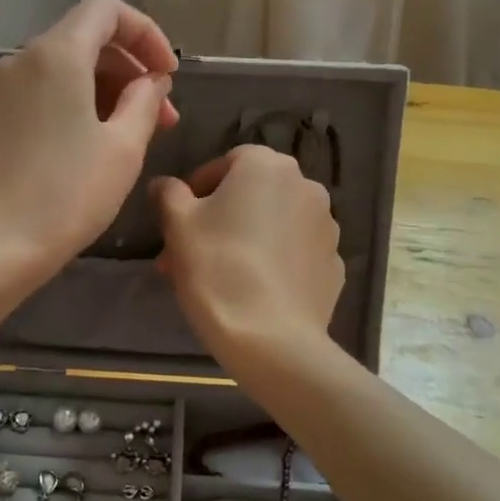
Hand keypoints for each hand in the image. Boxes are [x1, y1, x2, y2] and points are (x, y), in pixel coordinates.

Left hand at [0, 0, 179, 286]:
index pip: (106, 10)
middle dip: (131, 69)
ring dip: (107, 91)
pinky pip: (44, 93)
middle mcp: (22, 60)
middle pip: (86, 39)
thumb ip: (145, 103)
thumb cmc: (63, 196)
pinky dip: (78, 105)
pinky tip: (95, 146)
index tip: (169, 76)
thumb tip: (151, 82)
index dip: (146, 34)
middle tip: (163, 117)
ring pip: (65, 69)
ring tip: (135, 136)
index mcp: (56, 54)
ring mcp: (2, 90)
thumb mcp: (122, 148)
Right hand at [150, 145, 343, 372]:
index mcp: (266, 166)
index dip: (197, 189)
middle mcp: (305, 185)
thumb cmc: (217, 267)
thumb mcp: (178, 225)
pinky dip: (275, 261)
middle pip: (251, 194)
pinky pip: (295, 253)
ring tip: (218, 275)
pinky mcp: (334, 264)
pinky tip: (253, 290)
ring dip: (247, 237)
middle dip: (220, 217)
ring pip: (274, 223)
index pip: (226, 163)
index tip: (178, 220)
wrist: (271, 338)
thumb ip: (169, 194)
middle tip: (190, 252)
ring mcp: (326, 226)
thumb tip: (164, 184)